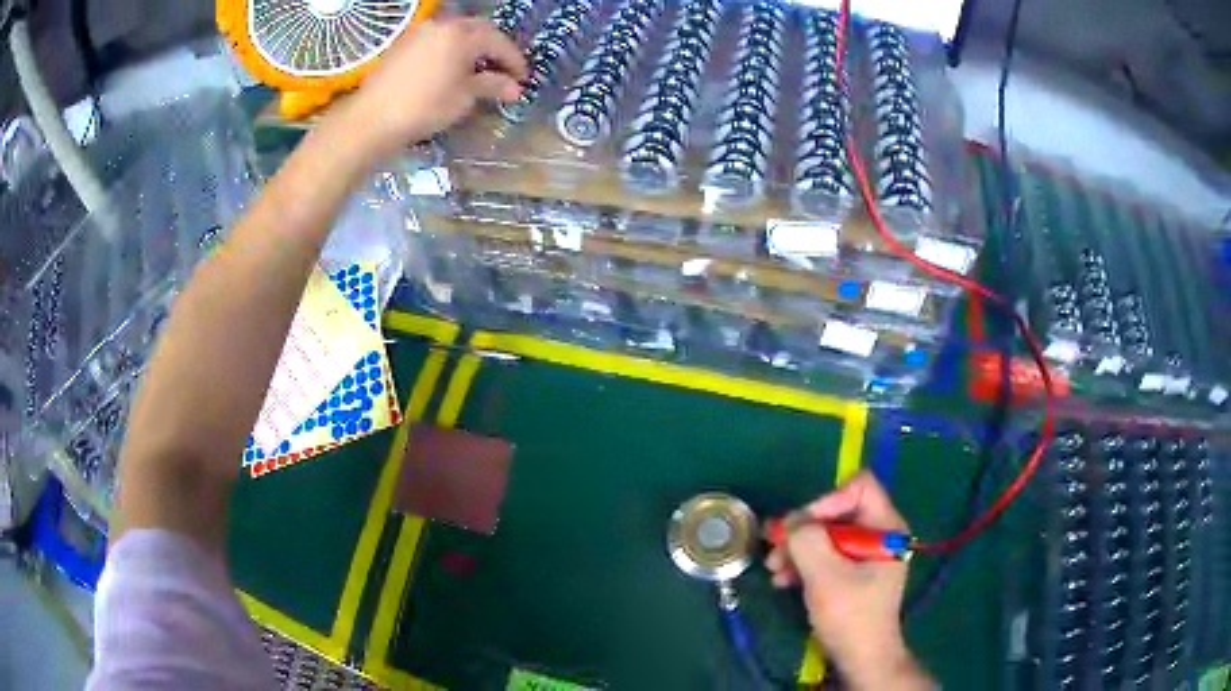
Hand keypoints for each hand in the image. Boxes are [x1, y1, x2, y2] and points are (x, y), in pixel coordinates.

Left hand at [340, 16, 527, 159]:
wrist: (371, 119)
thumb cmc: (424, 107)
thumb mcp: (464, 97)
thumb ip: (492, 86)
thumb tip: (514, 88)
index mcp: (462, 34)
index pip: (498, 41)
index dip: (513, 60)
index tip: (522, 78)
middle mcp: (442, 25)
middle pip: (477, 30)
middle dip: (493, 48)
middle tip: (503, 70)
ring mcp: (420, 32)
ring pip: (455, 34)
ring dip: (471, 48)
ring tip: (477, 70)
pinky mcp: (403, 44)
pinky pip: (436, 41)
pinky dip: (450, 51)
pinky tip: (450, 69)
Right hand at [766, 472, 932, 689]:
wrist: (861, 658)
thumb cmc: (851, 616)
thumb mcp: (825, 576)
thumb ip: (807, 540)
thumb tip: (791, 522)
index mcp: (886, 528)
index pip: (859, 487)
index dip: (827, 500)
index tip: (802, 528)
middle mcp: (879, 534)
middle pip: (838, 512)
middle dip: (803, 531)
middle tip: (775, 550)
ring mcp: (867, 555)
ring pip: (827, 535)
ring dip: (798, 550)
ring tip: (774, 569)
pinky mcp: (854, 572)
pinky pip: (827, 555)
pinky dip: (804, 564)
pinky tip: (783, 580)